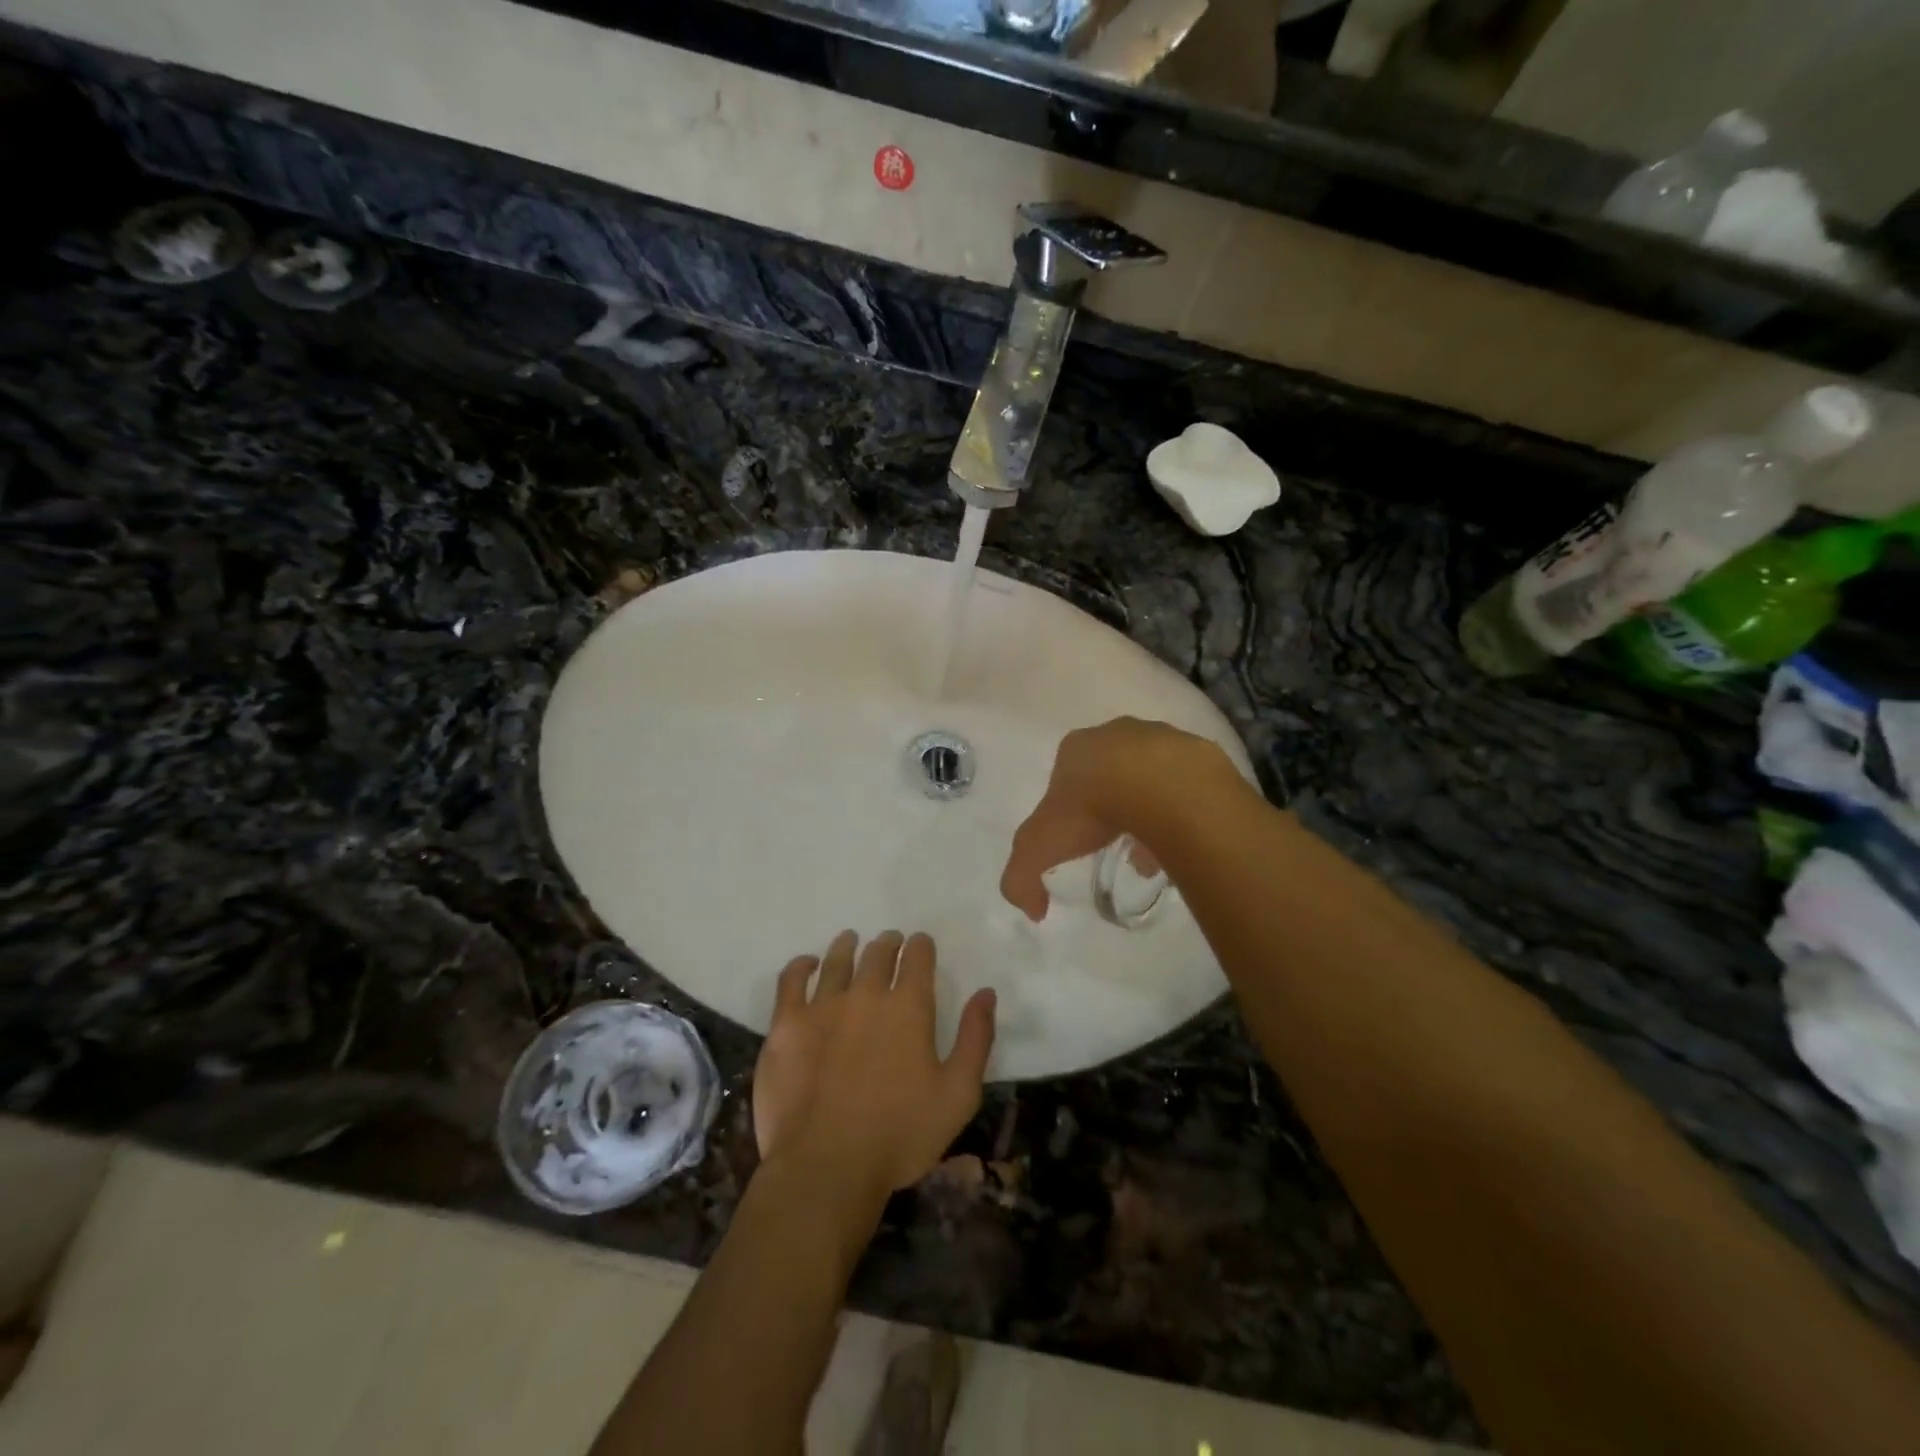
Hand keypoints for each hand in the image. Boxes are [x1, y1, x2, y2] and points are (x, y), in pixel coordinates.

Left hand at [751, 930, 995, 1201]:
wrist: (826, 1166)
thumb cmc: (900, 1135)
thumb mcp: (958, 1094)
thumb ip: (975, 1039)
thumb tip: (985, 993)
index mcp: (909, 1007)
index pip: (918, 958)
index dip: (921, 946)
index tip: (920, 944)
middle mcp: (867, 993)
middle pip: (878, 954)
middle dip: (888, 944)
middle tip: (890, 943)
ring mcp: (823, 1006)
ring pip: (837, 960)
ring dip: (848, 946)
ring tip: (850, 940)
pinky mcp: (787, 1024)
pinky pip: (791, 981)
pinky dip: (801, 966)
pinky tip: (807, 964)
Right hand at [1000, 717, 1235, 920]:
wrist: (1161, 788)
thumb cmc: (1091, 808)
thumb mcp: (1038, 847)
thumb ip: (1022, 878)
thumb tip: (1033, 910)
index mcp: (1076, 748)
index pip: (1065, 777)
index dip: (1070, 810)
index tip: (1080, 840)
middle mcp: (1117, 734)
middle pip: (1110, 774)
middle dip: (1112, 808)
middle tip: (1118, 845)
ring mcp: (1161, 738)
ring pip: (1150, 778)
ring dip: (1150, 808)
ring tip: (1156, 849)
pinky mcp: (1199, 752)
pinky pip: (1186, 785)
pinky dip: (1182, 807)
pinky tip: (1183, 836)